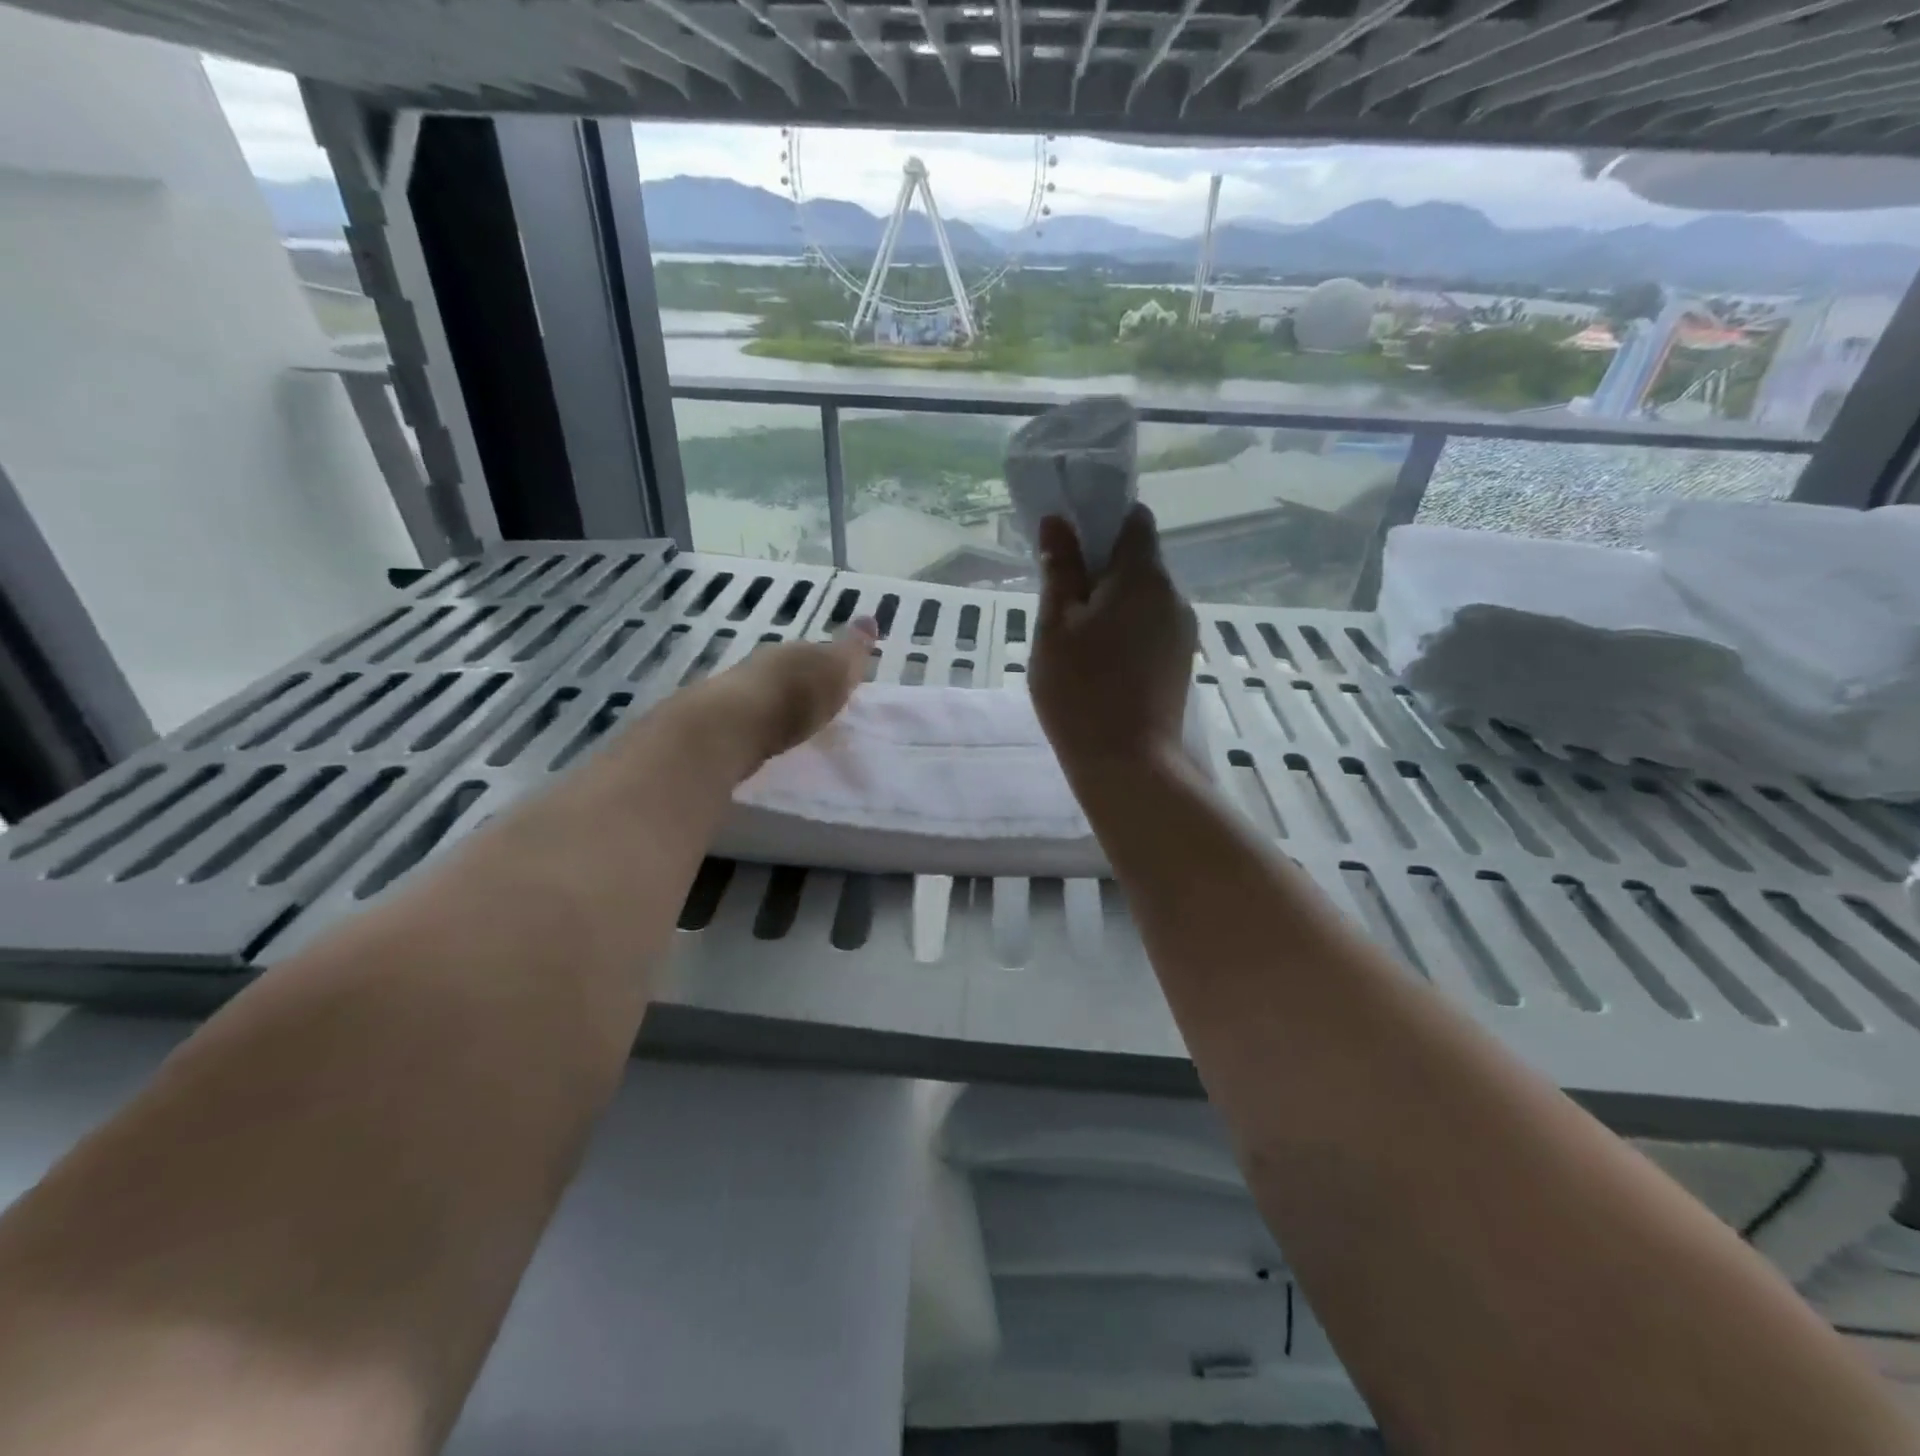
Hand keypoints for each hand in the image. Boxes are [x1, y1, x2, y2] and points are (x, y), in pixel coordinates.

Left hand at [689, 618, 876, 770]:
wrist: (731, 726)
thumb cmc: (793, 697)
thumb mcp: (835, 670)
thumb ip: (852, 651)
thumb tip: (870, 619)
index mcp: (797, 649)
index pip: (819, 651)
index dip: (832, 665)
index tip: (841, 681)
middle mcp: (767, 662)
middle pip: (791, 669)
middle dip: (805, 682)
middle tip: (820, 702)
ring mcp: (740, 688)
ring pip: (769, 690)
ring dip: (781, 703)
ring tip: (796, 722)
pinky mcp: (723, 718)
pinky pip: (753, 715)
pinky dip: (764, 722)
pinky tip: (769, 734)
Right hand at [1030, 505, 1195, 774]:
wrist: (1127, 764)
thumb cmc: (1081, 690)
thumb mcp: (1055, 626)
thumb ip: (1060, 570)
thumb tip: (1058, 522)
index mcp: (1144, 576)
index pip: (1134, 519)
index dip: (1102, 519)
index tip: (1070, 542)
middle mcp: (1173, 595)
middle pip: (1139, 559)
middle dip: (1101, 566)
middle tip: (1060, 598)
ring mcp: (1182, 630)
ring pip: (1144, 596)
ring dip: (1112, 601)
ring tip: (1076, 636)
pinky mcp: (1180, 660)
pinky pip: (1151, 624)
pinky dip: (1125, 627)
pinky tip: (1100, 660)